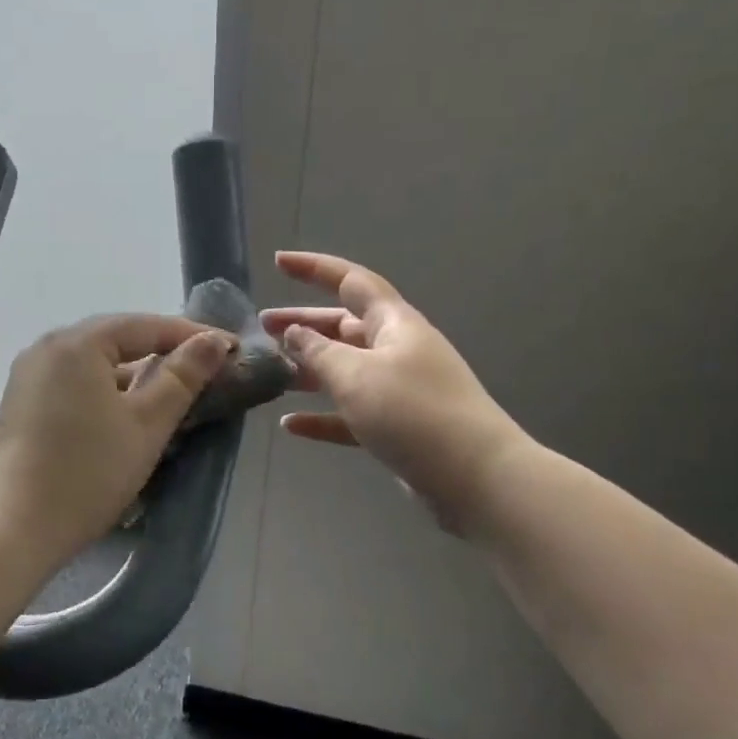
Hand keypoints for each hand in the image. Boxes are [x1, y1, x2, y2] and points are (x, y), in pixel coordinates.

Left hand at [0, 315, 234, 560]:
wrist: (12, 529)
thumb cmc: (88, 473)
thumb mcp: (147, 424)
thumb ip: (182, 377)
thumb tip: (212, 340)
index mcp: (78, 343)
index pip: (146, 325)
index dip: (192, 336)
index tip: (232, 351)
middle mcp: (48, 347)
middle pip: (117, 339)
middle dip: (163, 352)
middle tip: (207, 369)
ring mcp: (30, 376)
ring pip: (96, 364)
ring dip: (136, 374)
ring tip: (173, 393)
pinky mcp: (23, 404)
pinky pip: (76, 383)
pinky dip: (107, 391)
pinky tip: (128, 414)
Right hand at [261, 251, 529, 536]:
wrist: (473, 476)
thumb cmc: (413, 413)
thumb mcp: (356, 376)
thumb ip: (318, 352)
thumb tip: (295, 332)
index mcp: (394, 324)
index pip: (350, 281)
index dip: (313, 269)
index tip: (278, 262)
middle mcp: (397, 349)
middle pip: (342, 327)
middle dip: (303, 323)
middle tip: (264, 326)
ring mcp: (398, 389)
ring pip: (345, 370)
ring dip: (308, 370)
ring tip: (271, 374)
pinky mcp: (397, 427)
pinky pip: (350, 413)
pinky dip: (322, 416)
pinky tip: (290, 425)